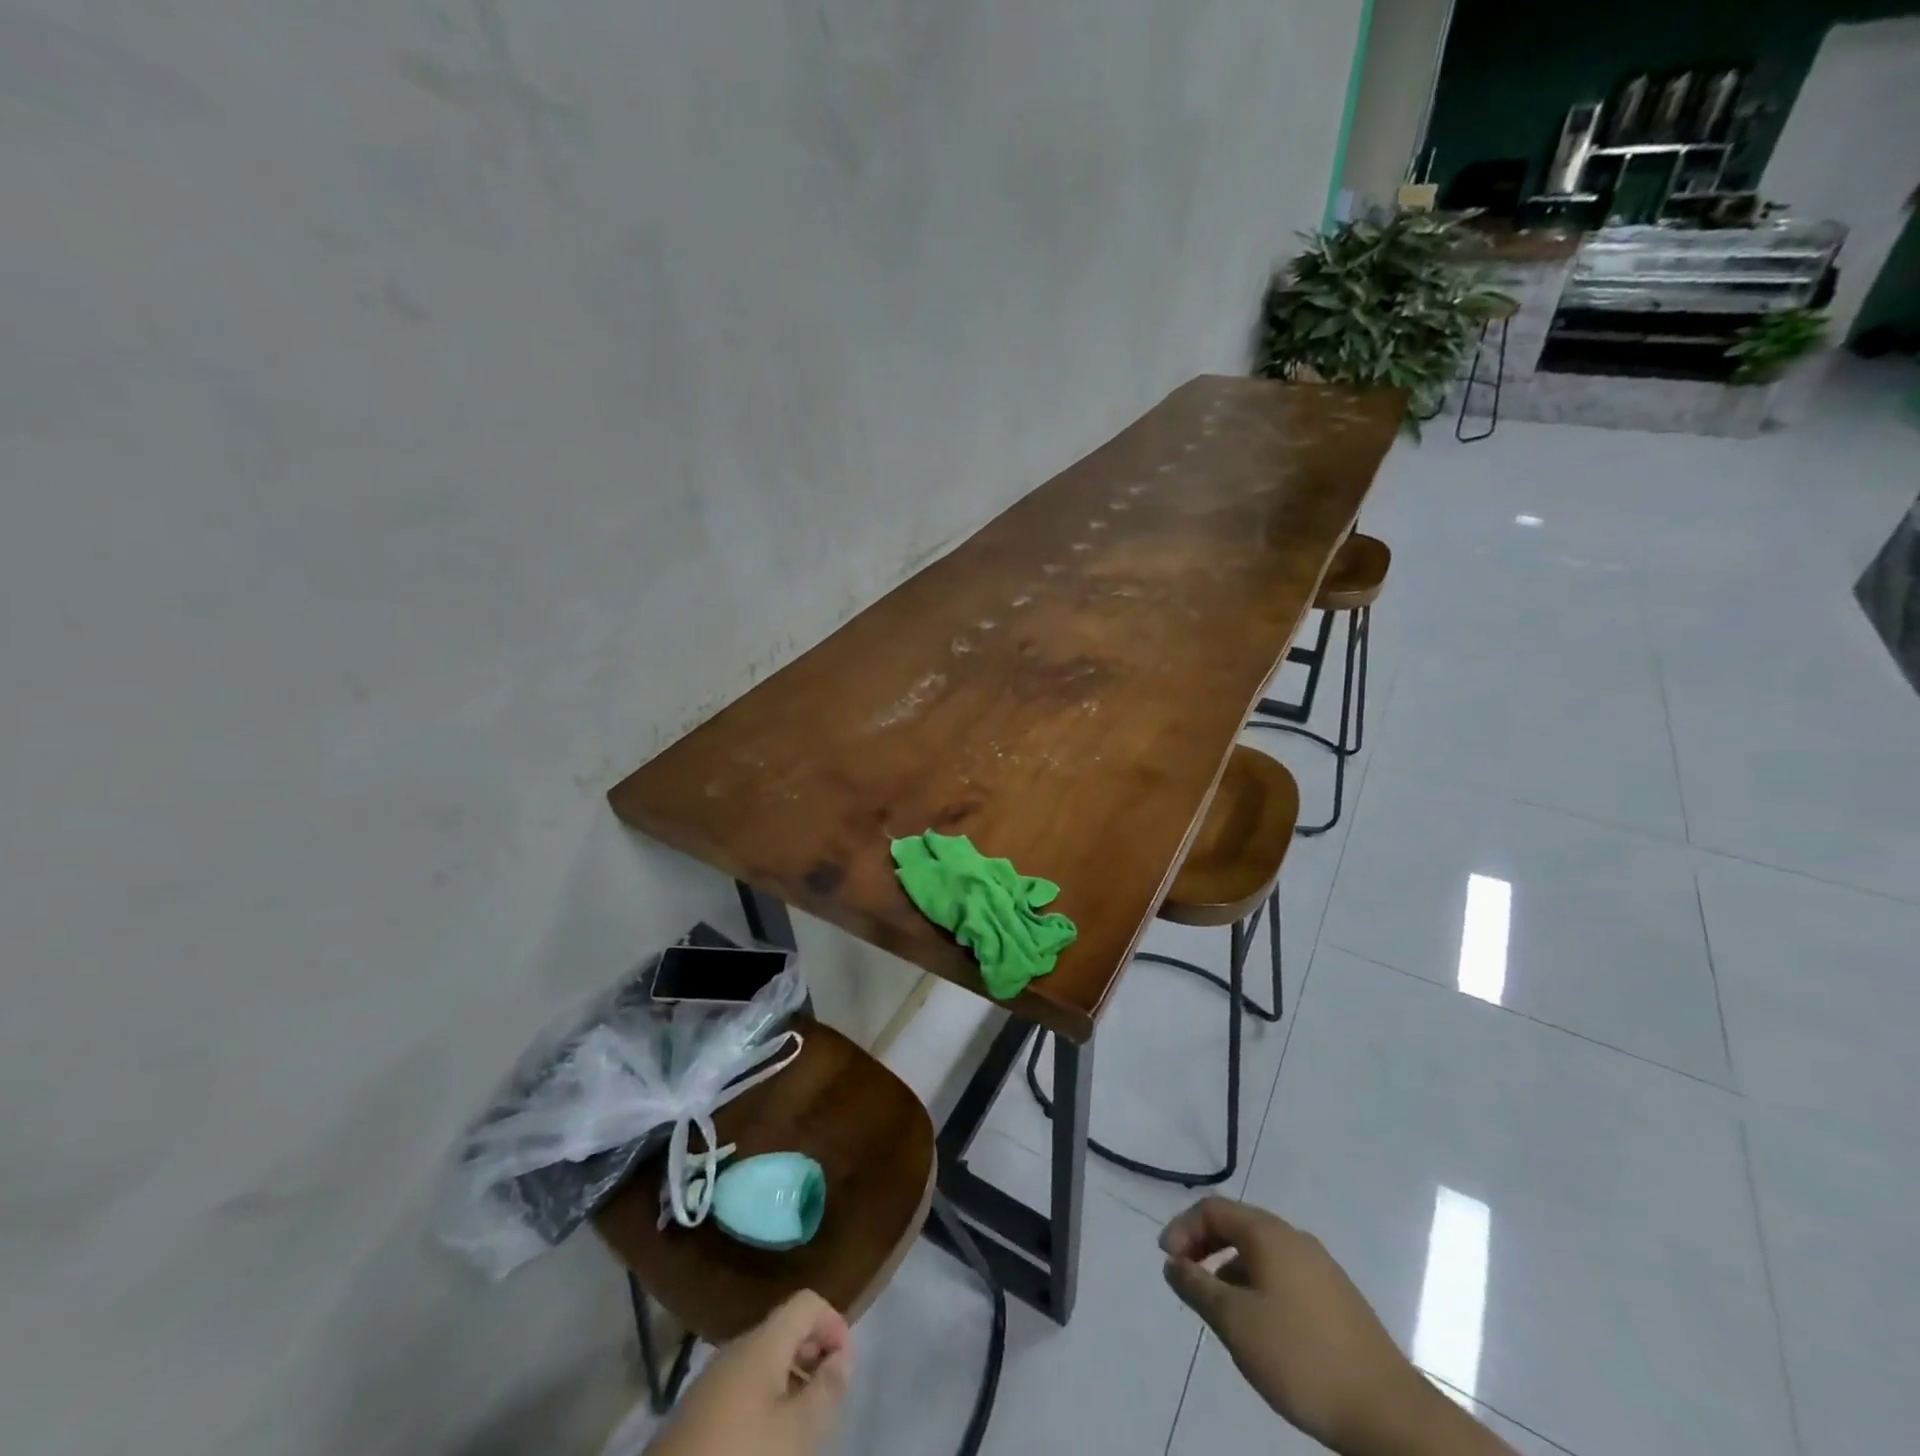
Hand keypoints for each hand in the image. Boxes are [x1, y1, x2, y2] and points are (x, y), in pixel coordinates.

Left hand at [644, 1290, 851, 1455]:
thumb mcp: (796, 1433)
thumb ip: (827, 1390)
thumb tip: (843, 1356)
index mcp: (762, 1342)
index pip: (807, 1302)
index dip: (834, 1324)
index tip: (844, 1368)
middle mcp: (736, 1349)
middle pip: (785, 1330)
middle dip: (814, 1354)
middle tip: (828, 1399)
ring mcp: (711, 1382)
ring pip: (764, 1362)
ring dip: (791, 1381)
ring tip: (802, 1427)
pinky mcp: (695, 1415)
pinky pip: (743, 1389)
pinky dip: (765, 1402)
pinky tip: (766, 1445)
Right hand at [1161, 1198, 1503, 1455]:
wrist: (1389, 1414)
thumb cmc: (1301, 1358)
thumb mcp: (1235, 1323)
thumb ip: (1196, 1287)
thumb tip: (1172, 1262)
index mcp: (1269, 1233)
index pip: (1213, 1209)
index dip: (1183, 1228)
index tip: (1167, 1262)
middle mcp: (1295, 1238)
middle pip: (1238, 1225)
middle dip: (1205, 1245)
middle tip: (1185, 1277)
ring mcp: (1321, 1268)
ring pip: (1262, 1253)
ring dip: (1230, 1268)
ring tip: (1219, 1309)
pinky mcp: (1338, 1299)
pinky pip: (1284, 1275)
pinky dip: (1257, 1285)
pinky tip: (1260, 1327)